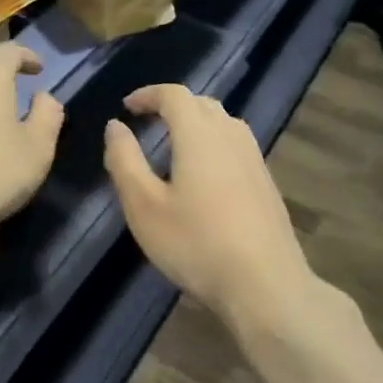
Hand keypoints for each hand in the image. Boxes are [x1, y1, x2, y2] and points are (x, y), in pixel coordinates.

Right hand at [103, 85, 317, 327]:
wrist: (266, 288)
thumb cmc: (196, 244)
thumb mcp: (144, 206)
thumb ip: (125, 160)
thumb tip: (115, 126)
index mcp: (199, 135)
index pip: (174, 95)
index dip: (148, 94)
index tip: (127, 107)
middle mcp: (231, 137)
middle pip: (202, 104)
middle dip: (172, 105)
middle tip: (147, 122)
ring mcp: (254, 160)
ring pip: (224, 123)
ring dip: (196, 122)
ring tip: (174, 144)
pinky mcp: (267, 184)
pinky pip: (236, 145)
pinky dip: (214, 143)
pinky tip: (204, 175)